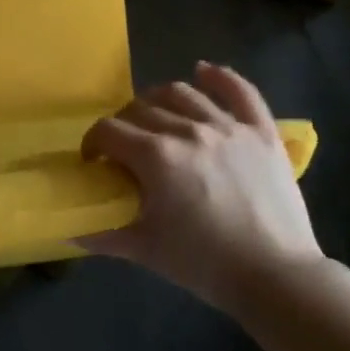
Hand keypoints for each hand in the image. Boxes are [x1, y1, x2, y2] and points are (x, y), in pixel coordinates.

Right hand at [79, 62, 322, 313]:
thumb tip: (72, 229)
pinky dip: (220, 77)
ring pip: (182, 93)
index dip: (93, 142)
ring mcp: (228, 127)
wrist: (276, 278)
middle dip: (123, 125)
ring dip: (159, 100)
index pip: (108, 131)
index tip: (93, 160)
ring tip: (156, 117)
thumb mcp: (146, 250)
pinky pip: (241, 91)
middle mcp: (188, 130)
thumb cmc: (205, 265)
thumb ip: (104, 234)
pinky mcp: (262, 132)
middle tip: (124, 148)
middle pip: (140, 109)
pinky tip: (203, 72)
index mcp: (156, 156)